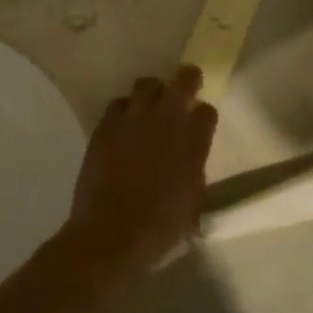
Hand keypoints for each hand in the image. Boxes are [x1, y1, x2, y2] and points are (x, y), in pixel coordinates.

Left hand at [62, 66, 217, 271]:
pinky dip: (125, 109)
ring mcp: (133, 120)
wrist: (111, 234)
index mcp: (193, 142)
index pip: (207, 111)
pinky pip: (118, 104)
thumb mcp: (192, 202)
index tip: (201, 121)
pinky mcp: (105, 126)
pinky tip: (124, 123)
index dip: (204, 115)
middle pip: (182, 81)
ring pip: (146, 84)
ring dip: (153, 90)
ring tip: (151, 102)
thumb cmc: (159, 227)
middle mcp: (165, 121)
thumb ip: (194, 172)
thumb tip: (189, 160)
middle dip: (187, 79)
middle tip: (187, 83)